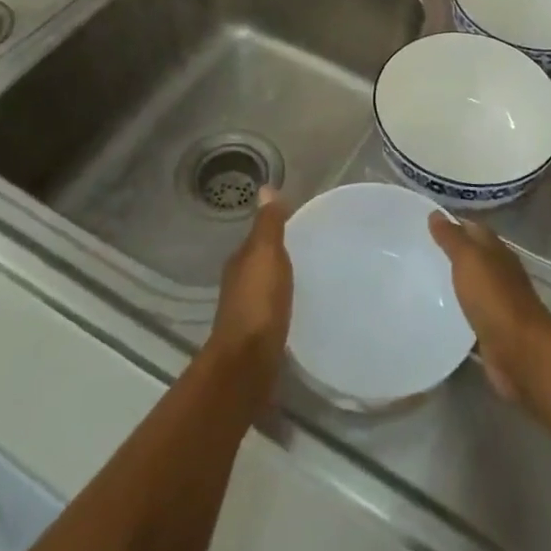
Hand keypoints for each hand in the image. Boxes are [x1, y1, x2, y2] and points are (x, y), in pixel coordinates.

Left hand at [206, 187, 291, 398]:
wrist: (247, 363)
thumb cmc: (258, 302)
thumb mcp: (266, 254)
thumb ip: (268, 225)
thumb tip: (265, 188)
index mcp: (240, 262)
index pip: (258, 237)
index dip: (275, 229)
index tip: (301, 223)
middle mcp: (239, 284)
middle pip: (260, 263)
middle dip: (280, 256)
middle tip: (312, 250)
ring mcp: (246, 313)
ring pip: (266, 287)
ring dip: (281, 282)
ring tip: (311, 278)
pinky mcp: (258, 337)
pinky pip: (273, 311)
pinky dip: (284, 305)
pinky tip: (300, 308)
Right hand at [428, 213, 550, 402]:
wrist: (521, 353)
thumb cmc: (494, 298)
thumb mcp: (470, 260)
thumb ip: (453, 238)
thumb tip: (436, 213)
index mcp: (496, 251)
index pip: (472, 228)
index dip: (450, 222)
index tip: (422, 222)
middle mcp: (499, 272)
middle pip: (472, 256)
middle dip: (448, 252)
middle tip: (415, 250)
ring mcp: (497, 302)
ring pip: (470, 285)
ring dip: (451, 281)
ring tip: (418, 280)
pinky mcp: (491, 330)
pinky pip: (469, 313)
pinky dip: (454, 310)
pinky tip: (434, 312)